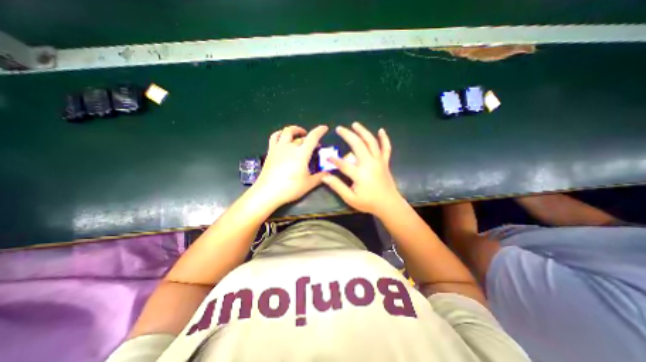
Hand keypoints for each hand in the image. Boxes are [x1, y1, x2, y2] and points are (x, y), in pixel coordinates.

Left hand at [252, 126, 330, 207]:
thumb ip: (320, 177)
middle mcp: (290, 147)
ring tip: (298, 134)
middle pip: (301, 137)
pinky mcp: (270, 152)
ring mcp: (278, 148)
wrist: (268, 192)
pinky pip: (274, 137)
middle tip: (314, 145)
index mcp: (302, 153)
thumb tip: (329, 174)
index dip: (319, 131)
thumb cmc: (290, 188)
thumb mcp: (309, 184)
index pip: (312, 137)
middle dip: (310, 137)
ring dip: (294, 130)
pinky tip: (283, 138)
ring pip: (286, 132)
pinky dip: (280, 134)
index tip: (324, 128)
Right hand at [321, 122, 402, 215]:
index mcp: (360, 174)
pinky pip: (386, 148)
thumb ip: (337, 186)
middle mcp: (369, 164)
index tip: (326, 156)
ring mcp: (379, 161)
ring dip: (363, 131)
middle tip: (339, 128)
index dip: (333, 159)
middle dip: (348, 135)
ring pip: (371, 142)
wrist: (389, 204)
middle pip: (358, 145)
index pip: (343, 164)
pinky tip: (381, 130)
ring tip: (355, 124)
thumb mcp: (350, 198)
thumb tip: (324, 177)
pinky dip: (384, 138)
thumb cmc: (369, 203)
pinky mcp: (385, 162)